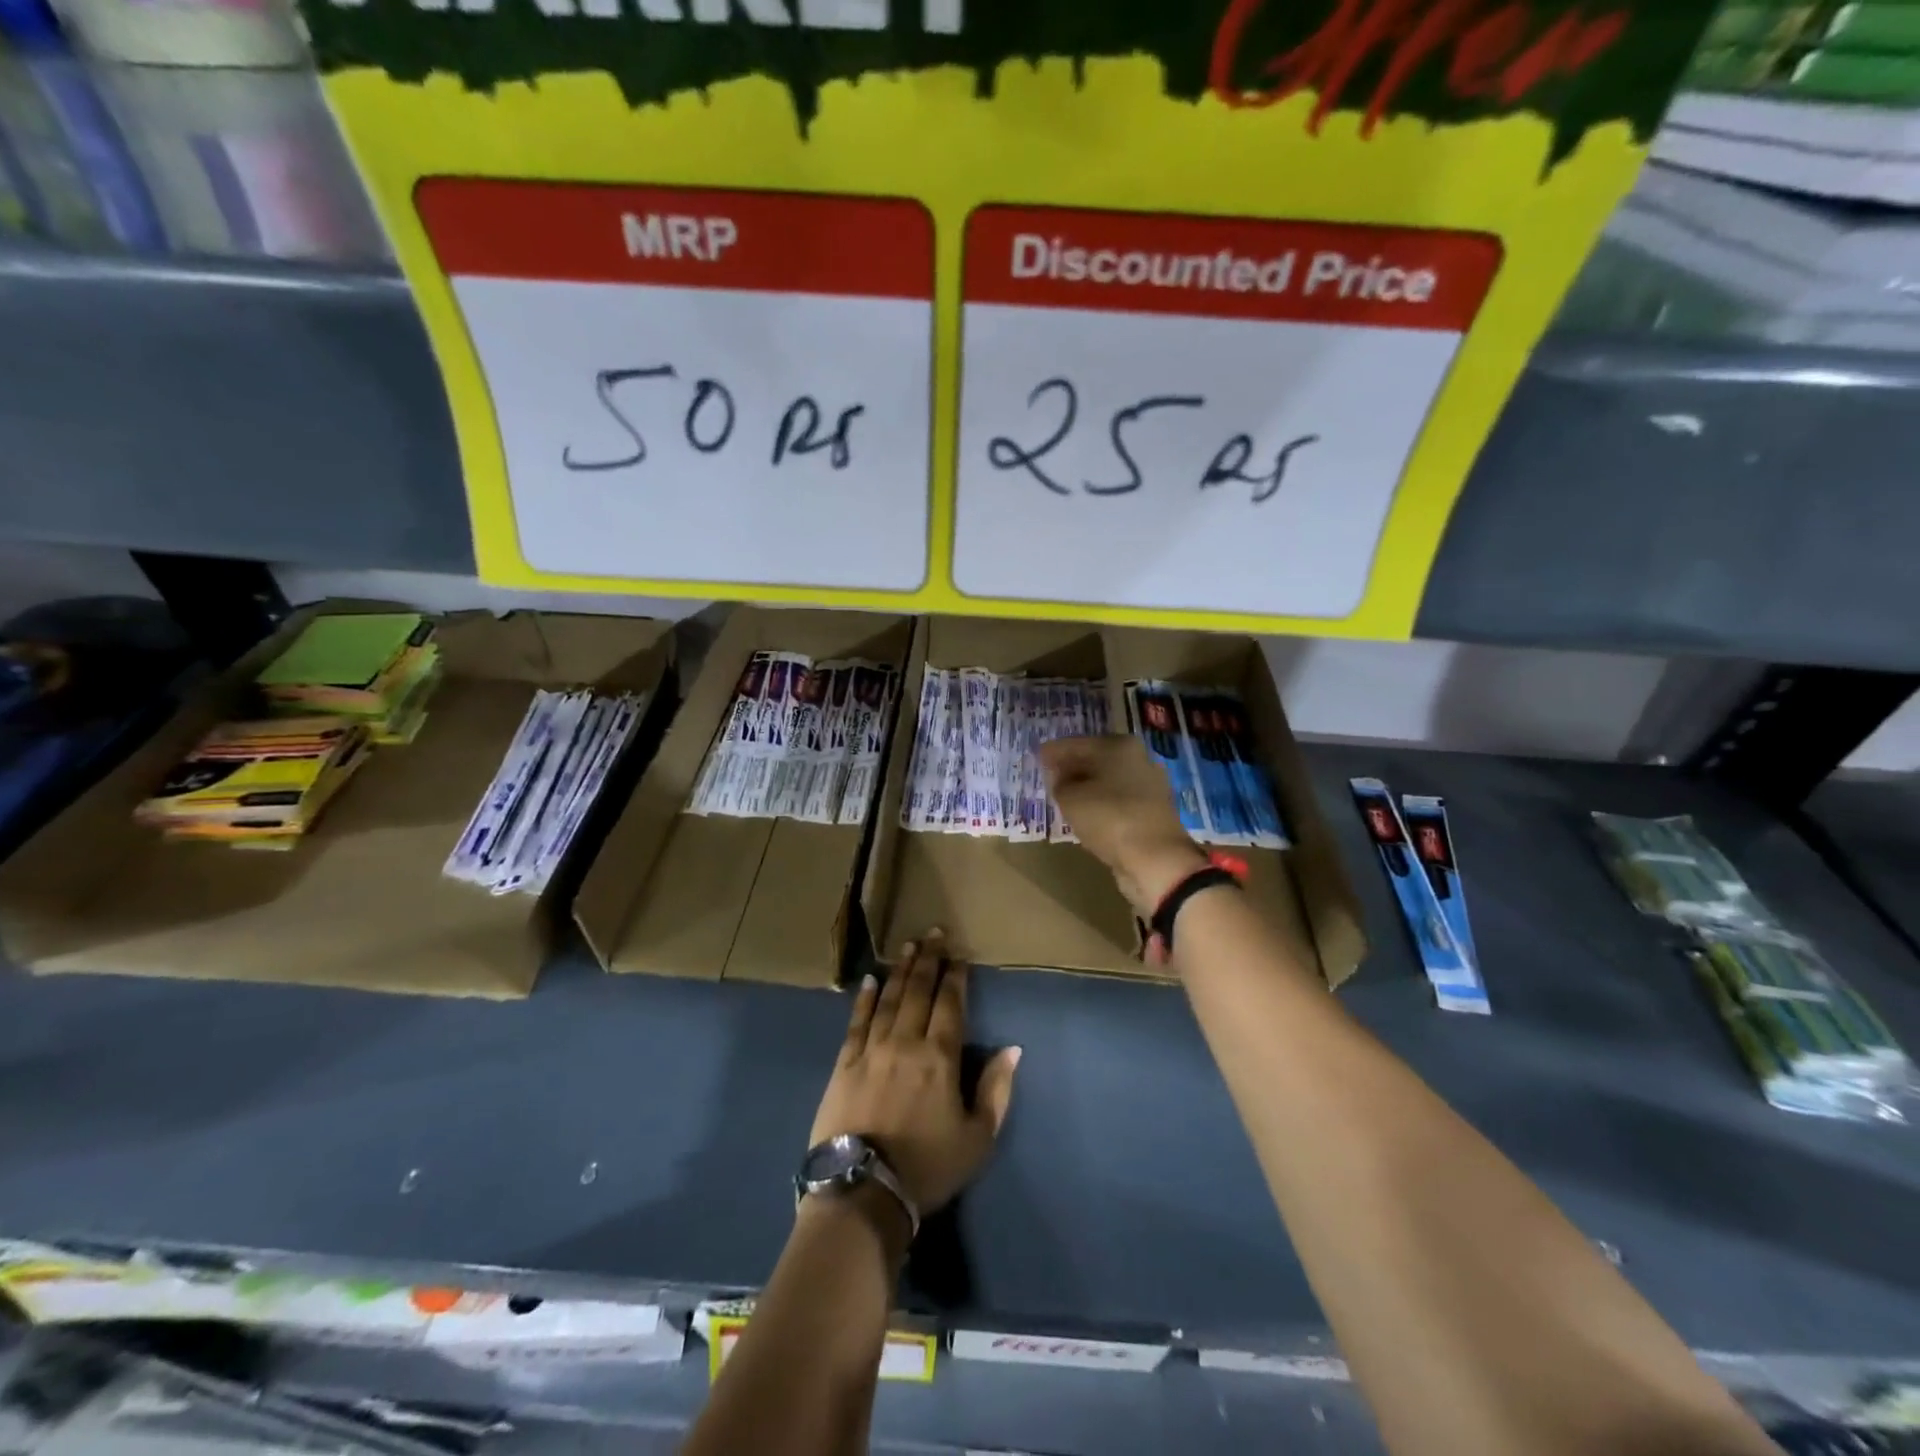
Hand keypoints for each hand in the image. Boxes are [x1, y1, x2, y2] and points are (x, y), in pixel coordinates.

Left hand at [809, 931, 1020, 1221]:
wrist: (863, 1191)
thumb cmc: (927, 1167)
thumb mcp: (977, 1138)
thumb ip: (996, 1090)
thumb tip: (1013, 1049)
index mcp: (940, 1057)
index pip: (950, 1004)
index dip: (955, 977)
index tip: (958, 955)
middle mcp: (906, 1042)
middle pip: (919, 991)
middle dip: (928, 960)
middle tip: (934, 933)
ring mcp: (871, 1049)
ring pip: (889, 999)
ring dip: (900, 970)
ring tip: (908, 946)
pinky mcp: (844, 1063)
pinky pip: (856, 1021)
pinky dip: (865, 998)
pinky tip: (870, 980)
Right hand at [1040, 736, 1208, 916]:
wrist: (1156, 859)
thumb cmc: (1109, 818)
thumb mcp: (1070, 798)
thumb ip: (1059, 782)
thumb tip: (1060, 777)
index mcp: (1119, 746)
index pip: (1077, 743)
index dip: (1054, 750)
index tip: (1037, 755)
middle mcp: (1138, 759)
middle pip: (1096, 758)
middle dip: (1072, 766)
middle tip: (1049, 774)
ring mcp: (1149, 785)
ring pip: (1108, 780)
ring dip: (1087, 786)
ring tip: (1064, 794)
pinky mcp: (1153, 810)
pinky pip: (1118, 800)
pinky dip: (1101, 802)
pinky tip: (1087, 811)